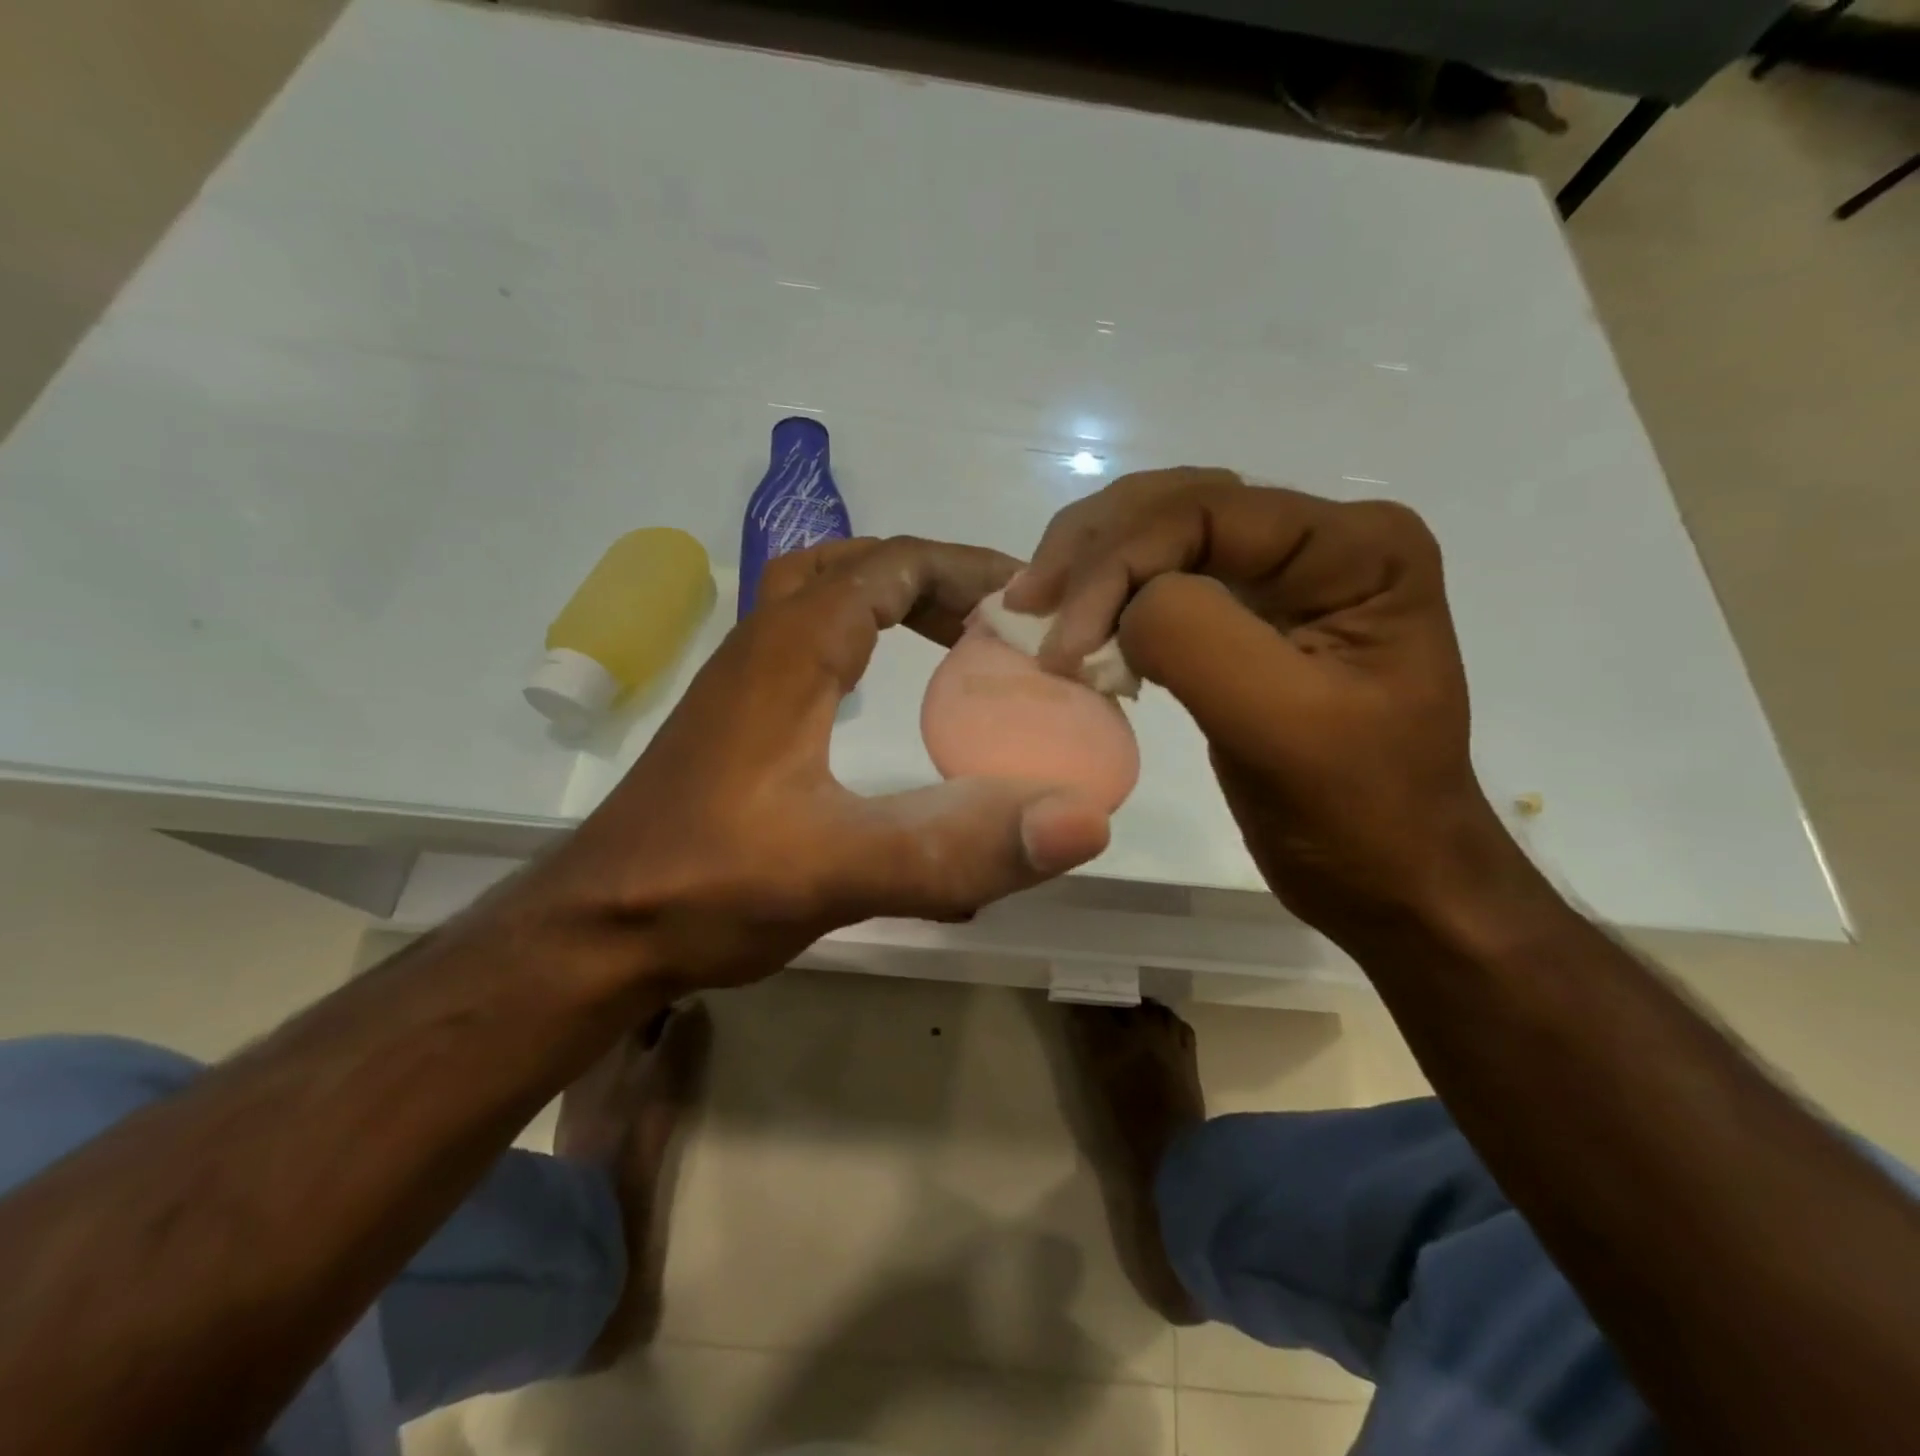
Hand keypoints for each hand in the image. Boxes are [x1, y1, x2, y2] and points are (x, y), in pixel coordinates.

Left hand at [530, 536, 1112, 992]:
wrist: (593, 931)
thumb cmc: (706, 888)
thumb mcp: (839, 871)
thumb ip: (958, 849)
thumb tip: (1084, 823)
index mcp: (791, 652)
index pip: (890, 566)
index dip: (966, 568)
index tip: (1029, 599)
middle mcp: (762, 647)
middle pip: (854, 567)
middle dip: (932, 577)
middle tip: (995, 620)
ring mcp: (741, 682)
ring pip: (821, 599)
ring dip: (890, 600)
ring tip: (952, 641)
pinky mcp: (734, 719)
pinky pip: (805, 644)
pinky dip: (857, 639)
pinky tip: (878, 692)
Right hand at [1006, 468, 1531, 936]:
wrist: (1392, 877)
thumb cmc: (1355, 815)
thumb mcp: (1282, 726)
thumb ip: (1195, 638)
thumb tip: (1119, 604)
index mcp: (1357, 546)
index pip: (1209, 511)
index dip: (1119, 562)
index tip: (1061, 643)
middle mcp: (1323, 539)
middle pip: (1180, 505)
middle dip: (1094, 548)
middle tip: (1026, 602)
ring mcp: (1288, 576)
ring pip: (1165, 534)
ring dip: (1093, 565)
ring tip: (1037, 609)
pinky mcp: (1253, 618)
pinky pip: (1168, 582)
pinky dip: (1112, 597)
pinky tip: (1079, 628)